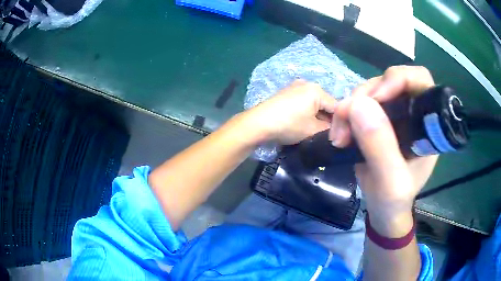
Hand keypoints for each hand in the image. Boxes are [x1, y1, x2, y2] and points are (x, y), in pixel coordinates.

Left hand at [243, 80, 337, 144]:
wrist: (258, 123)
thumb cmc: (289, 125)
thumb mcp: (313, 130)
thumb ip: (329, 130)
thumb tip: (335, 131)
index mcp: (317, 90)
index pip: (337, 107)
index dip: (339, 123)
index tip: (338, 135)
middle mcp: (307, 84)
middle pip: (325, 103)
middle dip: (327, 119)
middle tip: (326, 134)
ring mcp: (295, 87)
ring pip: (314, 103)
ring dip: (317, 116)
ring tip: (313, 130)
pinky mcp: (286, 93)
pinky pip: (303, 102)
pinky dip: (306, 112)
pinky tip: (302, 123)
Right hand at [332, 66, 438, 235]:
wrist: (383, 210)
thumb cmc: (394, 201)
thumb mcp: (390, 183)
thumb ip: (380, 147)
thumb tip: (358, 104)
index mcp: (427, 126)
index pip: (420, 82)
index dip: (399, 79)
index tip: (376, 98)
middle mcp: (413, 113)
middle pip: (391, 81)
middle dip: (367, 95)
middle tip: (347, 118)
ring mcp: (395, 114)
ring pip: (371, 90)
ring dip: (351, 106)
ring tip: (339, 134)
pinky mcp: (379, 119)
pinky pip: (360, 103)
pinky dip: (346, 113)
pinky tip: (340, 132)